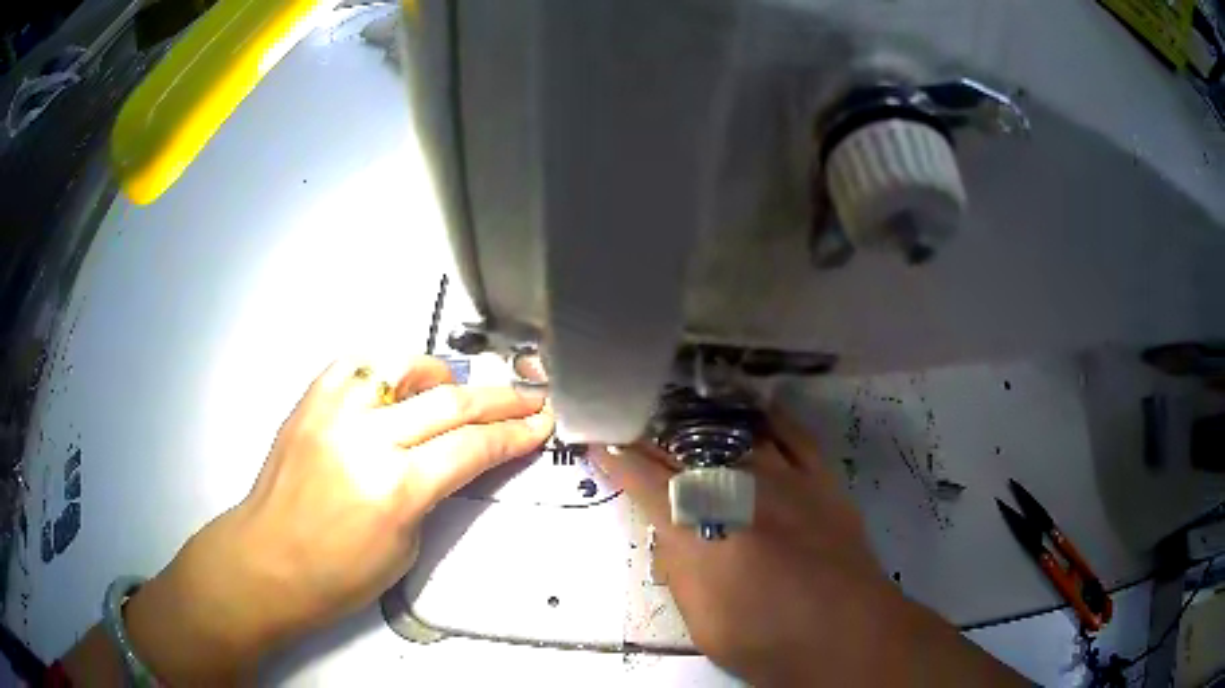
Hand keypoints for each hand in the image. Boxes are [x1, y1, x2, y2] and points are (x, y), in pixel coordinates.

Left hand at [90, 356, 553, 682]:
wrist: (268, 560)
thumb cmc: (338, 574)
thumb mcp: (406, 545)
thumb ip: (435, 492)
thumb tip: (456, 458)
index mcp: (396, 487)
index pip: (472, 446)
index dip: (514, 434)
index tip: (540, 424)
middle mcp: (366, 437)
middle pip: (449, 400)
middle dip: (499, 399)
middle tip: (526, 398)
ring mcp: (334, 411)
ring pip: (405, 366)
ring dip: (442, 375)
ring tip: (457, 391)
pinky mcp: (311, 400)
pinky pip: (358, 364)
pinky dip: (388, 367)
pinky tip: (399, 382)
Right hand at [593, 405, 1022, 685]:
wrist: (847, 636)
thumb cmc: (765, 641)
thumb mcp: (700, 620)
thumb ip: (681, 568)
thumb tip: (670, 532)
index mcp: (699, 530)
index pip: (644, 480)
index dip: (615, 457)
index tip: (597, 440)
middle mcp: (738, 491)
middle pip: (683, 450)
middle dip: (650, 434)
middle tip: (631, 421)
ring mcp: (784, 479)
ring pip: (733, 434)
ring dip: (701, 421)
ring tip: (679, 409)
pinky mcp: (821, 479)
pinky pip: (793, 435)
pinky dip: (769, 419)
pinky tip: (753, 410)